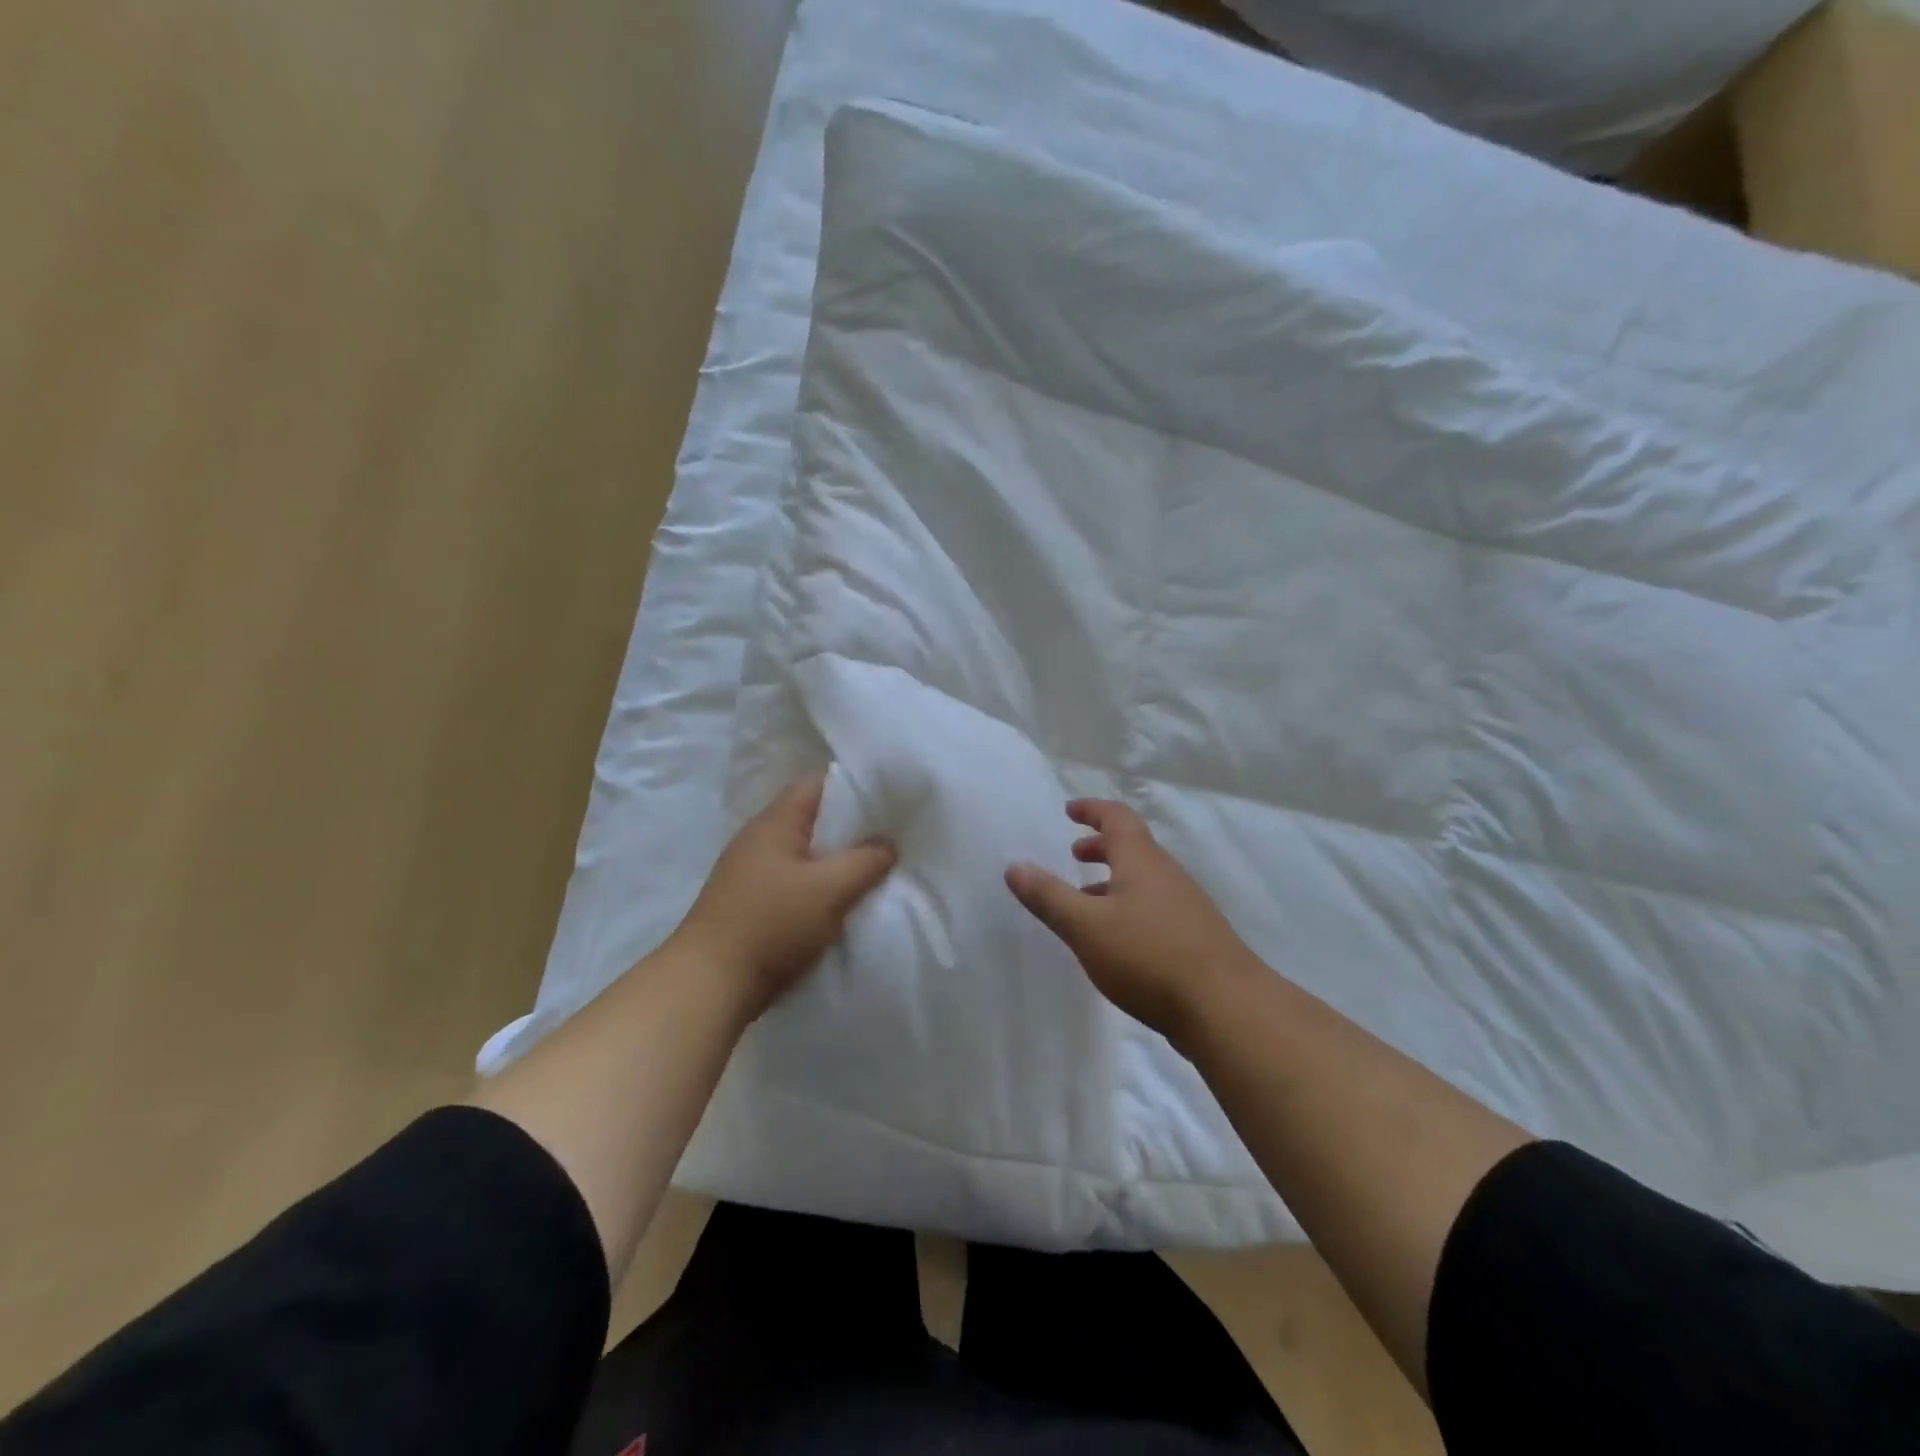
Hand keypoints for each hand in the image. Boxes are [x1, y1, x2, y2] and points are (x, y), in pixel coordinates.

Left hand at [672, 775, 896, 1018]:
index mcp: (774, 822)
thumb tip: (888, 844)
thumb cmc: (772, 924)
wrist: (710, 985)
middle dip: (851, 830)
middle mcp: (759, 839)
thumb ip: (866, 861)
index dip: (855, 788)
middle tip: (889, 841)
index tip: (889, 803)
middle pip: (813, 820)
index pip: (818, 785)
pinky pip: (794, 883)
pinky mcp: (750, 904)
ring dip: (836, 863)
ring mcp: (750, 873)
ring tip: (872, 873)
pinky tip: (841, 904)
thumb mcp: (831, 889)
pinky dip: (819, 888)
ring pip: (805, 855)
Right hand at [1005, 800, 1261, 1043]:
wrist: (1226, 1008)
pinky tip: (1117, 941)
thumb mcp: (1086, 926)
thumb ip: (1049, 896)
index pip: (1116, 819)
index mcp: (1141, 861)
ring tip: (1086, 902)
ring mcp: (1186, 906)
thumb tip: (1015, 866)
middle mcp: (1166, 875)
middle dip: (1101, 847)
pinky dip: (1128, 907)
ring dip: (1113, 880)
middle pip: (1132, 848)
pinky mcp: (1195, 938)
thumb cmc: (1149, 956)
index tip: (1069, 810)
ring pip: (1143, 880)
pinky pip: (1154, 907)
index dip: (1092, 810)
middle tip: (1074, 854)